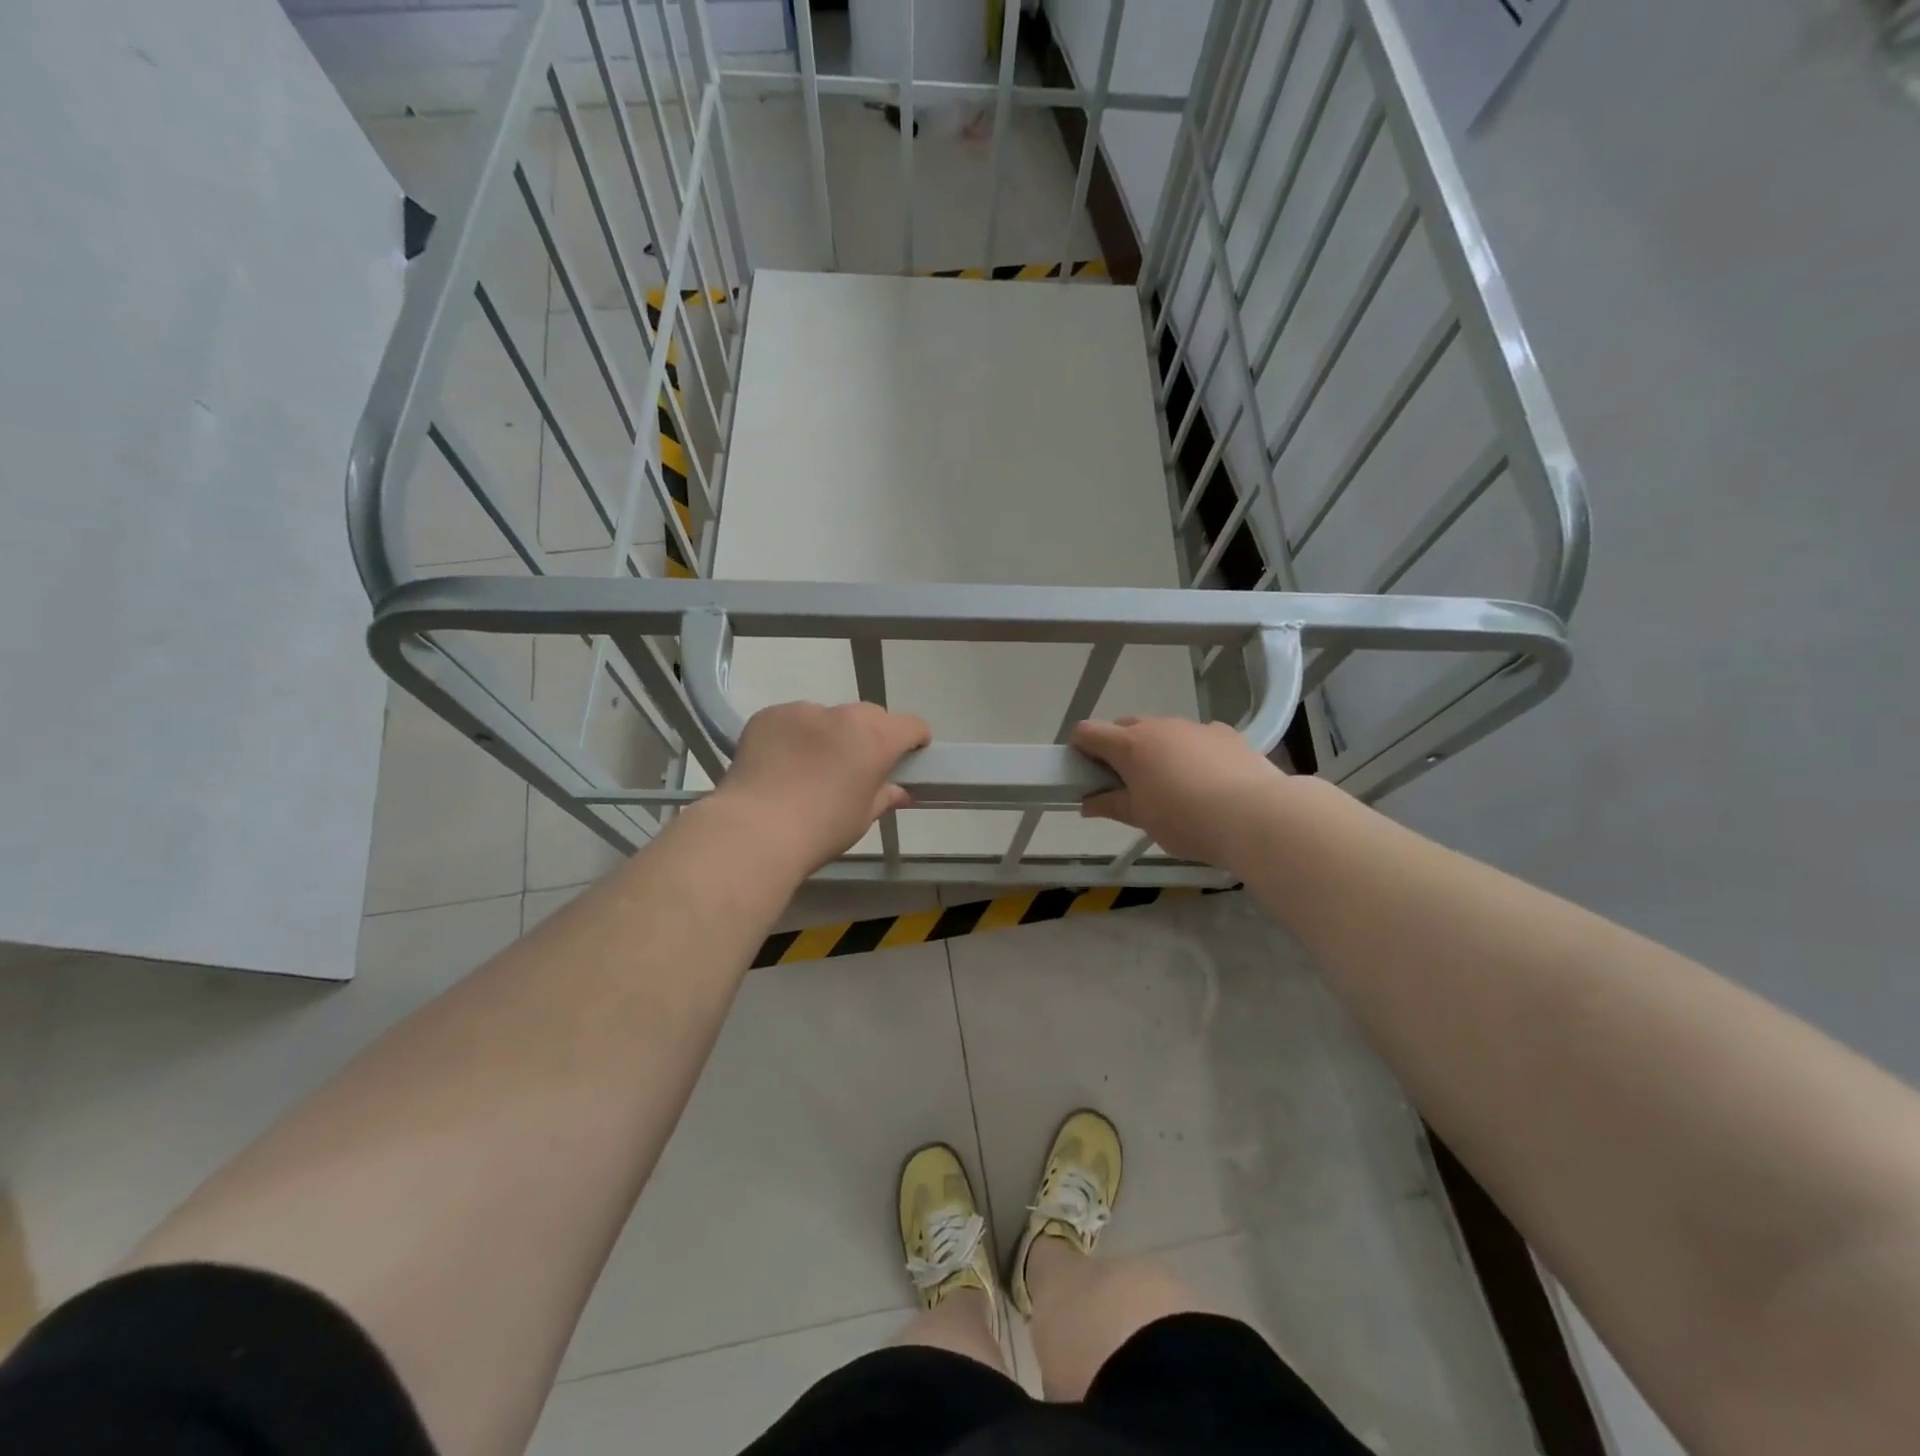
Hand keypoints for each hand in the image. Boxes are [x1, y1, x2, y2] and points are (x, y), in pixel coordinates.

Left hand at [714, 701, 931, 872]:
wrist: (754, 830)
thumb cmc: (820, 830)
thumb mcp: (862, 818)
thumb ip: (884, 796)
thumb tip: (899, 792)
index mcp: (875, 738)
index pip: (911, 725)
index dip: (914, 740)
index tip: (907, 758)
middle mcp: (842, 715)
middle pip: (870, 716)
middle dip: (871, 736)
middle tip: (857, 767)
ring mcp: (802, 711)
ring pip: (828, 718)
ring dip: (829, 735)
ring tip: (810, 768)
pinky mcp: (768, 715)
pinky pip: (792, 720)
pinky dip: (794, 736)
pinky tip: (780, 764)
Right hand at [1071, 716, 1292, 865]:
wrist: (1257, 815)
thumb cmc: (1187, 820)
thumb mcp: (1142, 818)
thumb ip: (1112, 805)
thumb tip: (1086, 803)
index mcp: (1130, 745)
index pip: (1088, 731)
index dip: (1080, 748)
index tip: (1084, 771)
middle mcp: (1159, 726)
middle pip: (1124, 726)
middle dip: (1117, 748)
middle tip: (1125, 782)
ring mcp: (1194, 726)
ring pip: (1162, 730)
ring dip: (1155, 749)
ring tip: (1170, 784)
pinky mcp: (1224, 733)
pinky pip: (1195, 736)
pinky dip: (1190, 751)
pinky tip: (1206, 779)